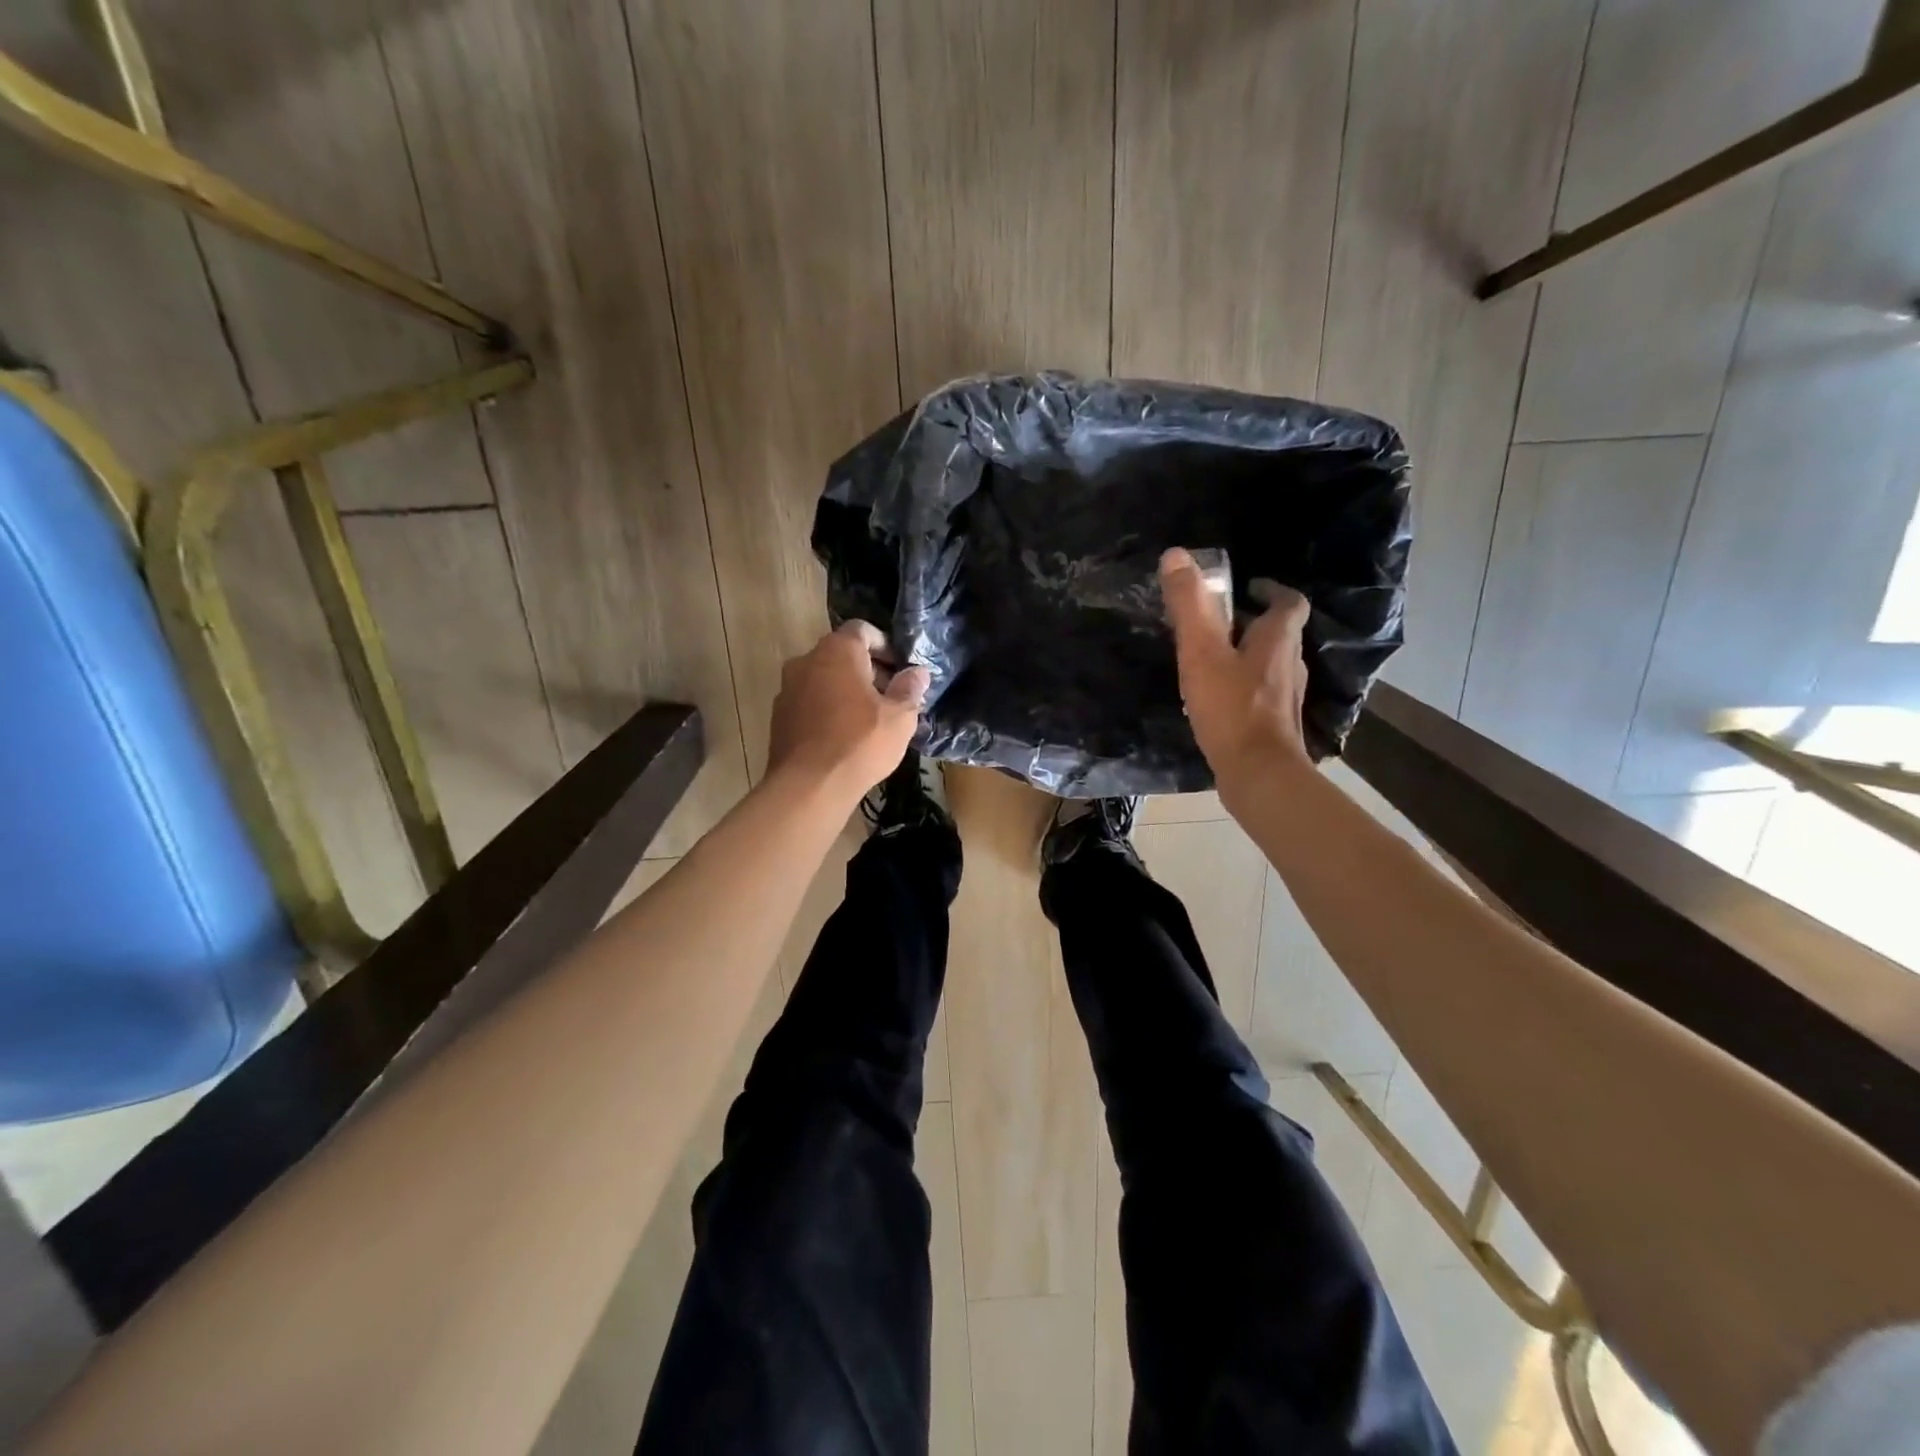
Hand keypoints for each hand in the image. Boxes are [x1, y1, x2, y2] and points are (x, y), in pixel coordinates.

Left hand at [767, 621, 928, 799]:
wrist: (809, 786)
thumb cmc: (860, 743)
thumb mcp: (900, 717)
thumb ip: (910, 688)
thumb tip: (918, 672)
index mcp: (837, 651)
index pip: (862, 630)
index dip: (885, 646)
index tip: (901, 669)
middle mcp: (806, 660)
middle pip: (841, 654)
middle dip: (867, 670)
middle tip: (890, 696)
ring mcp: (787, 688)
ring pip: (824, 678)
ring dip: (846, 690)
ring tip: (869, 718)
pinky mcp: (778, 716)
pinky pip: (810, 701)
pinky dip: (827, 709)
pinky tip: (844, 735)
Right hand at [1160, 547, 1310, 782]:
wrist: (1258, 773)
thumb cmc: (1231, 707)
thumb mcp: (1202, 651)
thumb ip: (1189, 605)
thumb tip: (1175, 555)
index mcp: (1278, 640)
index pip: (1288, 602)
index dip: (1271, 589)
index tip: (1248, 586)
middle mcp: (1291, 664)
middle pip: (1279, 633)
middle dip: (1252, 622)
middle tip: (1218, 621)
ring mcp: (1286, 697)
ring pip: (1270, 664)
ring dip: (1248, 654)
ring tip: (1214, 657)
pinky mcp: (1275, 724)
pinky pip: (1261, 693)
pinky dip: (1244, 685)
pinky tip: (1217, 698)